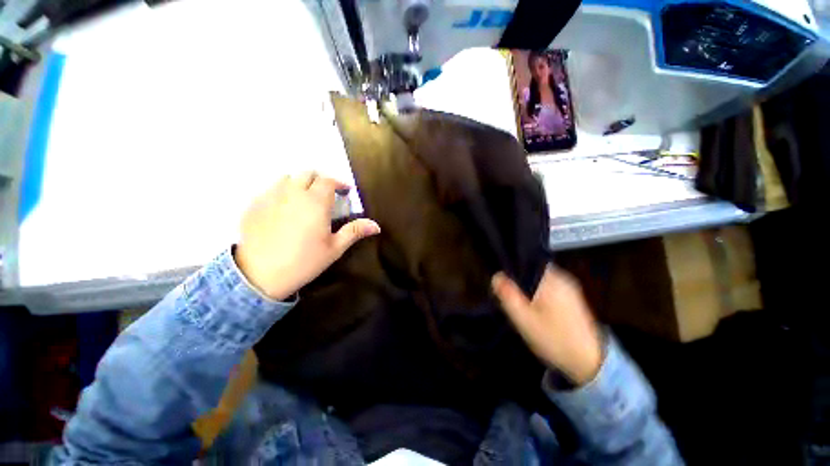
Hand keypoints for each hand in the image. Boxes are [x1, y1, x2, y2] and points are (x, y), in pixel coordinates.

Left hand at [234, 172, 380, 300]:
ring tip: (304, 200)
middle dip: (320, 180)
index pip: (328, 181)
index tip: (345, 192)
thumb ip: (355, 231)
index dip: (339, 183)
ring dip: (299, 184)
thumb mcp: (335, 247)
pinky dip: (281, 193)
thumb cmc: (305, 261)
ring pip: (287, 178)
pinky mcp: (254, 205)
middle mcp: (292, 192)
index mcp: (315, 201)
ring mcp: (270, 197)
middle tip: (326, 195)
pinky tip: (283, 210)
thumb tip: (376, 226)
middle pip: (307, 174)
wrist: (261, 275)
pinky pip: (270, 190)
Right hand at [492, 267, 602, 385]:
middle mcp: (563, 279)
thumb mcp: (524, 319)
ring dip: (528, 289)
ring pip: (540, 281)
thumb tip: (496, 276)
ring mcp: (569, 290)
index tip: (502, 281)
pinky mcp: (572, 300)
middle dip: (519, 281)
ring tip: (519, 305)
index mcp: (552, 280)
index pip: (526, 262)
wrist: (590, 364)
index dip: (511, 269)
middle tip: (508, 297)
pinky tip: (534, 310)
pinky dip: (538, 295)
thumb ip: (508, 295)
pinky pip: (549, 289)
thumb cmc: (554, 339)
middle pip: (533, 271)